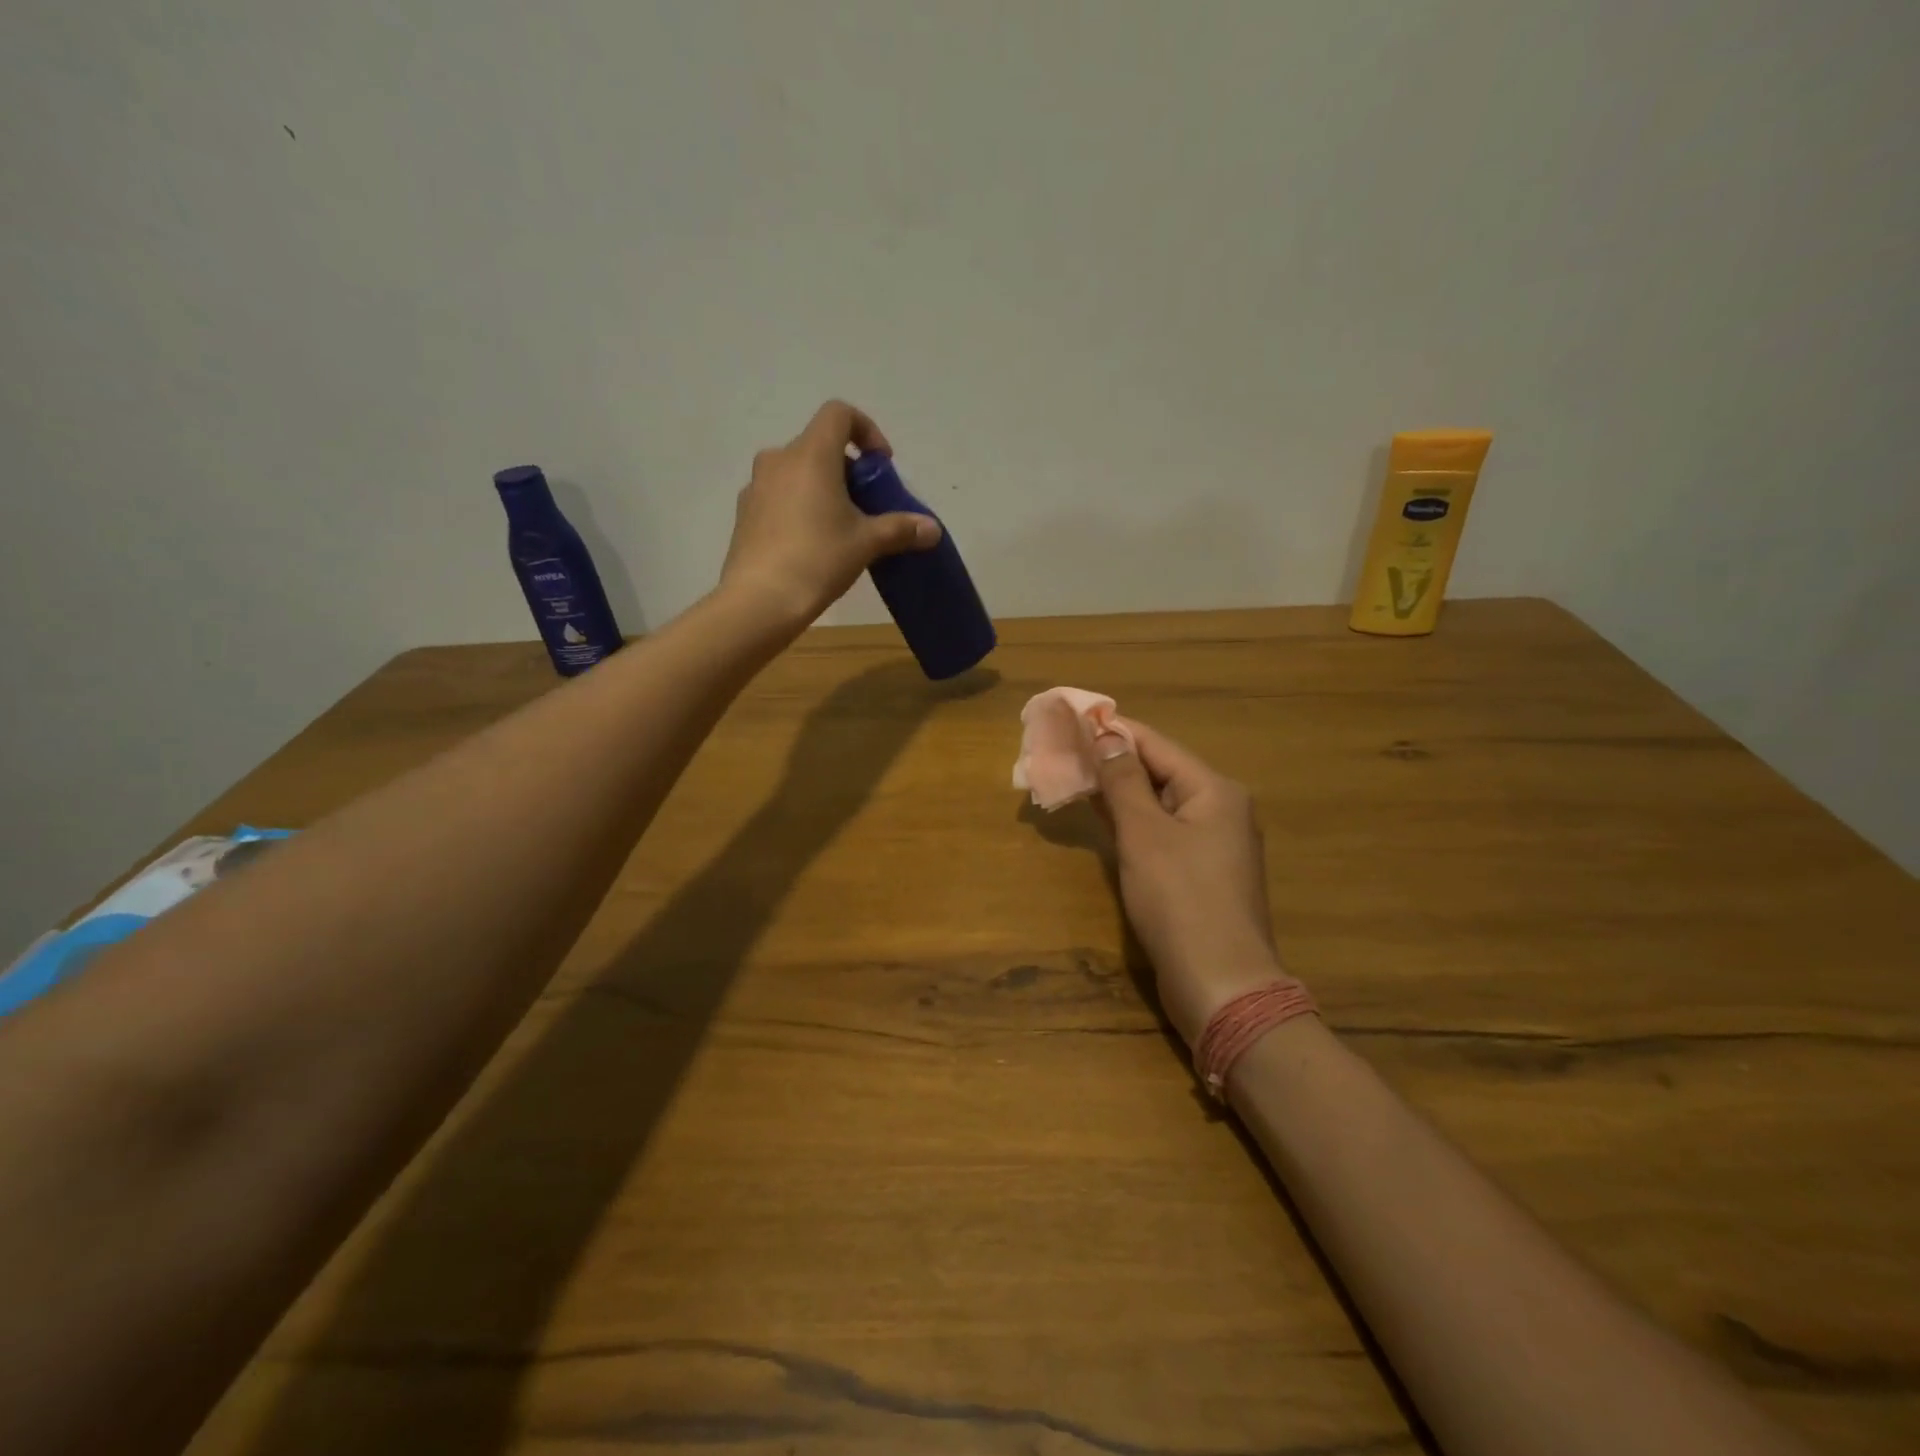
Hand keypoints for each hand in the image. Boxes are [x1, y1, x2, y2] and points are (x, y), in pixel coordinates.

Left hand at [720, 400, 941, 625]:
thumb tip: (933, 529)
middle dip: (848, 470)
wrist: (760, 600)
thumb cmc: (818, 558)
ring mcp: (756, 486)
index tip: (881, 465)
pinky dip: (799, 507)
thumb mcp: (867, 543)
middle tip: (866, 506)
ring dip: (822, 489)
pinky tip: (811, 545)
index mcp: (810, 454)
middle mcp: (778, 460)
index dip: (866, 430)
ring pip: (797, 473)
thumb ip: (901, 529)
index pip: (839, 414)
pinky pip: (779, 497)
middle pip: (819, 446)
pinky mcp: (745, 514)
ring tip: (840, 528)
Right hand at [1093, 720, 1286, 1045]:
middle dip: (1114, 762)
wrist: (1220, 984)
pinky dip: (1133, 824)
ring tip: (1076, 778)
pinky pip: (1163, 834)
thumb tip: (1108, 734)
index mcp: (1214, 790)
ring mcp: (1213, 845)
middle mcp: (1220, 810)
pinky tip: (1103, 819)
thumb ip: (1124, 781)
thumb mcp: (1144, 833)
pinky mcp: (1201, 875)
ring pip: (1159, 805)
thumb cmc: (1180, 899)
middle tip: (1067, 751)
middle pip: (1160, 772)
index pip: (1157, 745)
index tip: (1075, 719)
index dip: (1115, 731)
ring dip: (1120, 793)